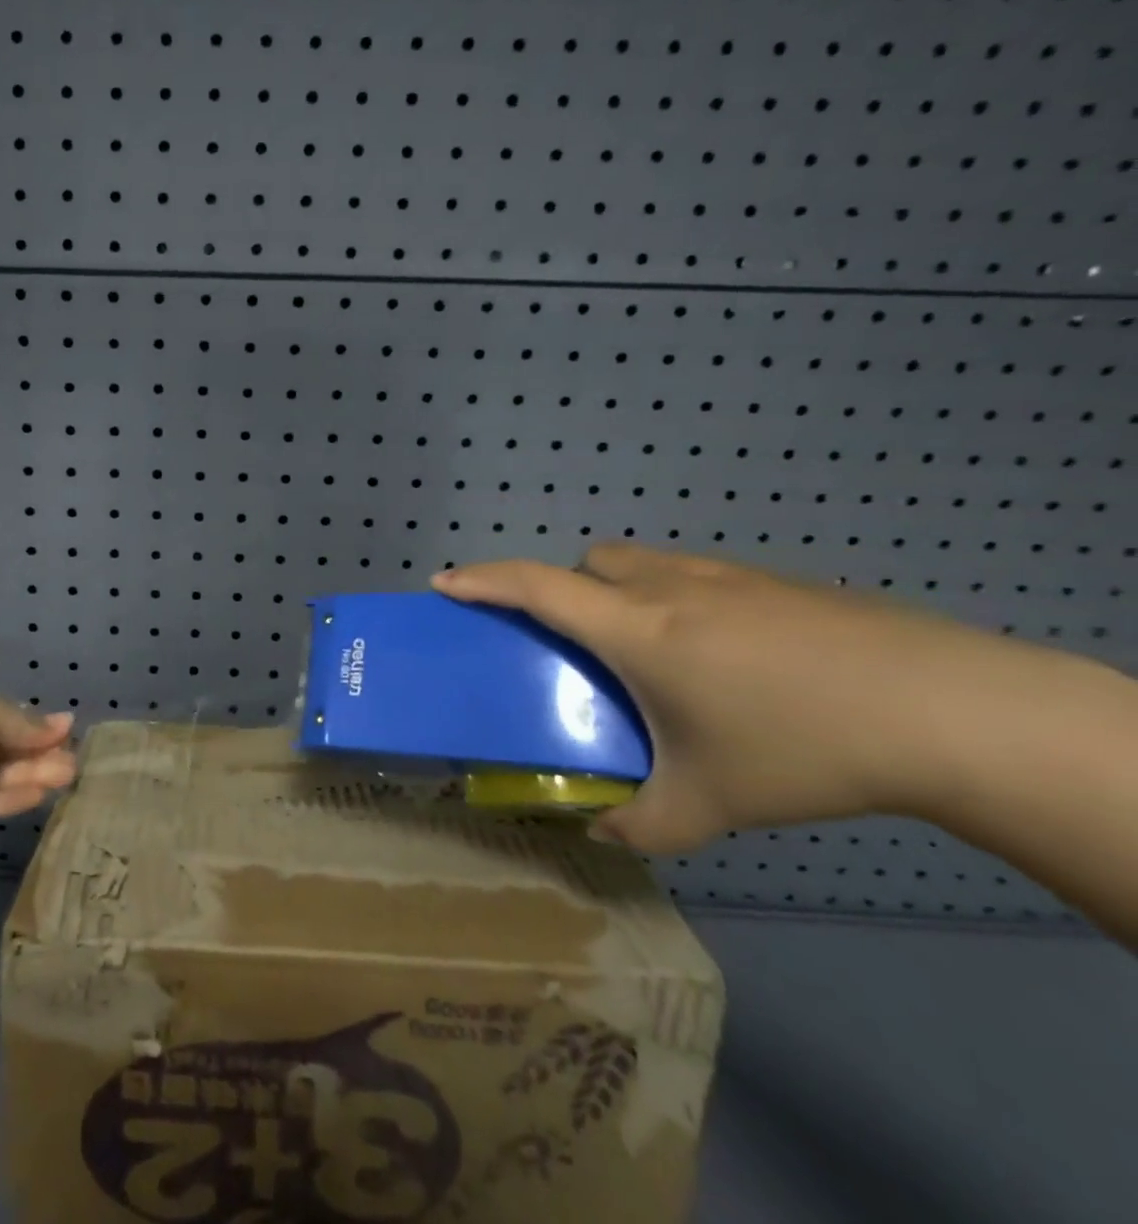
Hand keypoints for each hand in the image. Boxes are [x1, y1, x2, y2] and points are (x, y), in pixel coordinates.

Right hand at [432, 543, 1078, 853]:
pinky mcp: (774, 581)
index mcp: (633, 629)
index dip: (482, 580)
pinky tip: (725, 654)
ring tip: (651, 648)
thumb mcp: (709, 804)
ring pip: (641, 561)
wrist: (947, 709)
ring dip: (620, 588)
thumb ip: (642, 824)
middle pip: (588, 561)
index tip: (446, 582)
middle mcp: (666, 588)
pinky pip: (694, 574)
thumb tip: (602, 833)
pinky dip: (677, 597)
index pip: (534, 587)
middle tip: (578, 641)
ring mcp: (724, 577)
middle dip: (564, 587)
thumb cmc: (799, 747)